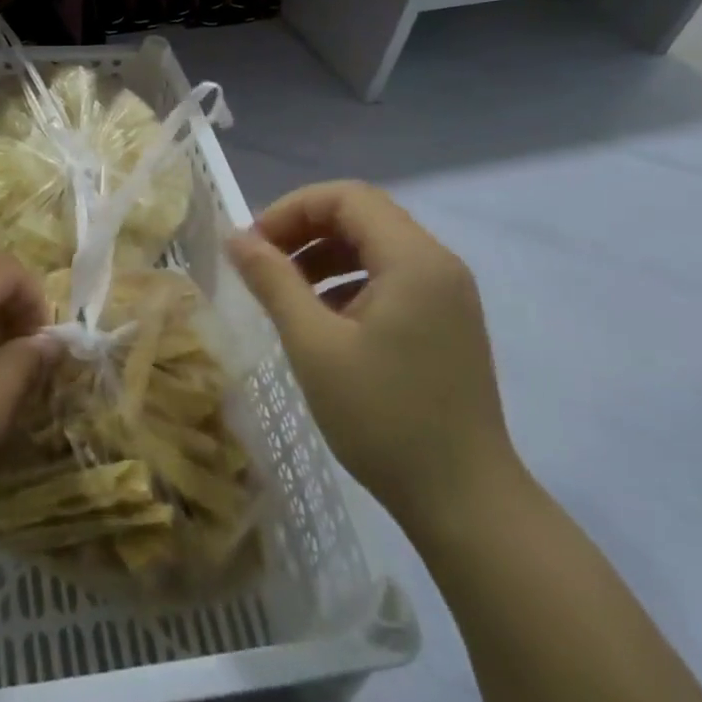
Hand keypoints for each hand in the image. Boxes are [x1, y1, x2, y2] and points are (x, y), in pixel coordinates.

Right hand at [226, 181, 517, 531]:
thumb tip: (235, 237)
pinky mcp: (447, 322)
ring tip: (286, 290)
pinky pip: (391, 277)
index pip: (347, 197)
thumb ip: (273, 281)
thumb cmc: (384, 418)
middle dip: (305, 229)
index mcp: (414, 259)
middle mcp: (438, 264)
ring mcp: (448, 294)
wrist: (466, 504)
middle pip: (363, 215)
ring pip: (375, 246)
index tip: (253, 244)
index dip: (292, 209)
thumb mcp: (314, 345)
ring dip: (324, 254)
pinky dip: (349, 280)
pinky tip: (323, 318)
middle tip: (262, 262)